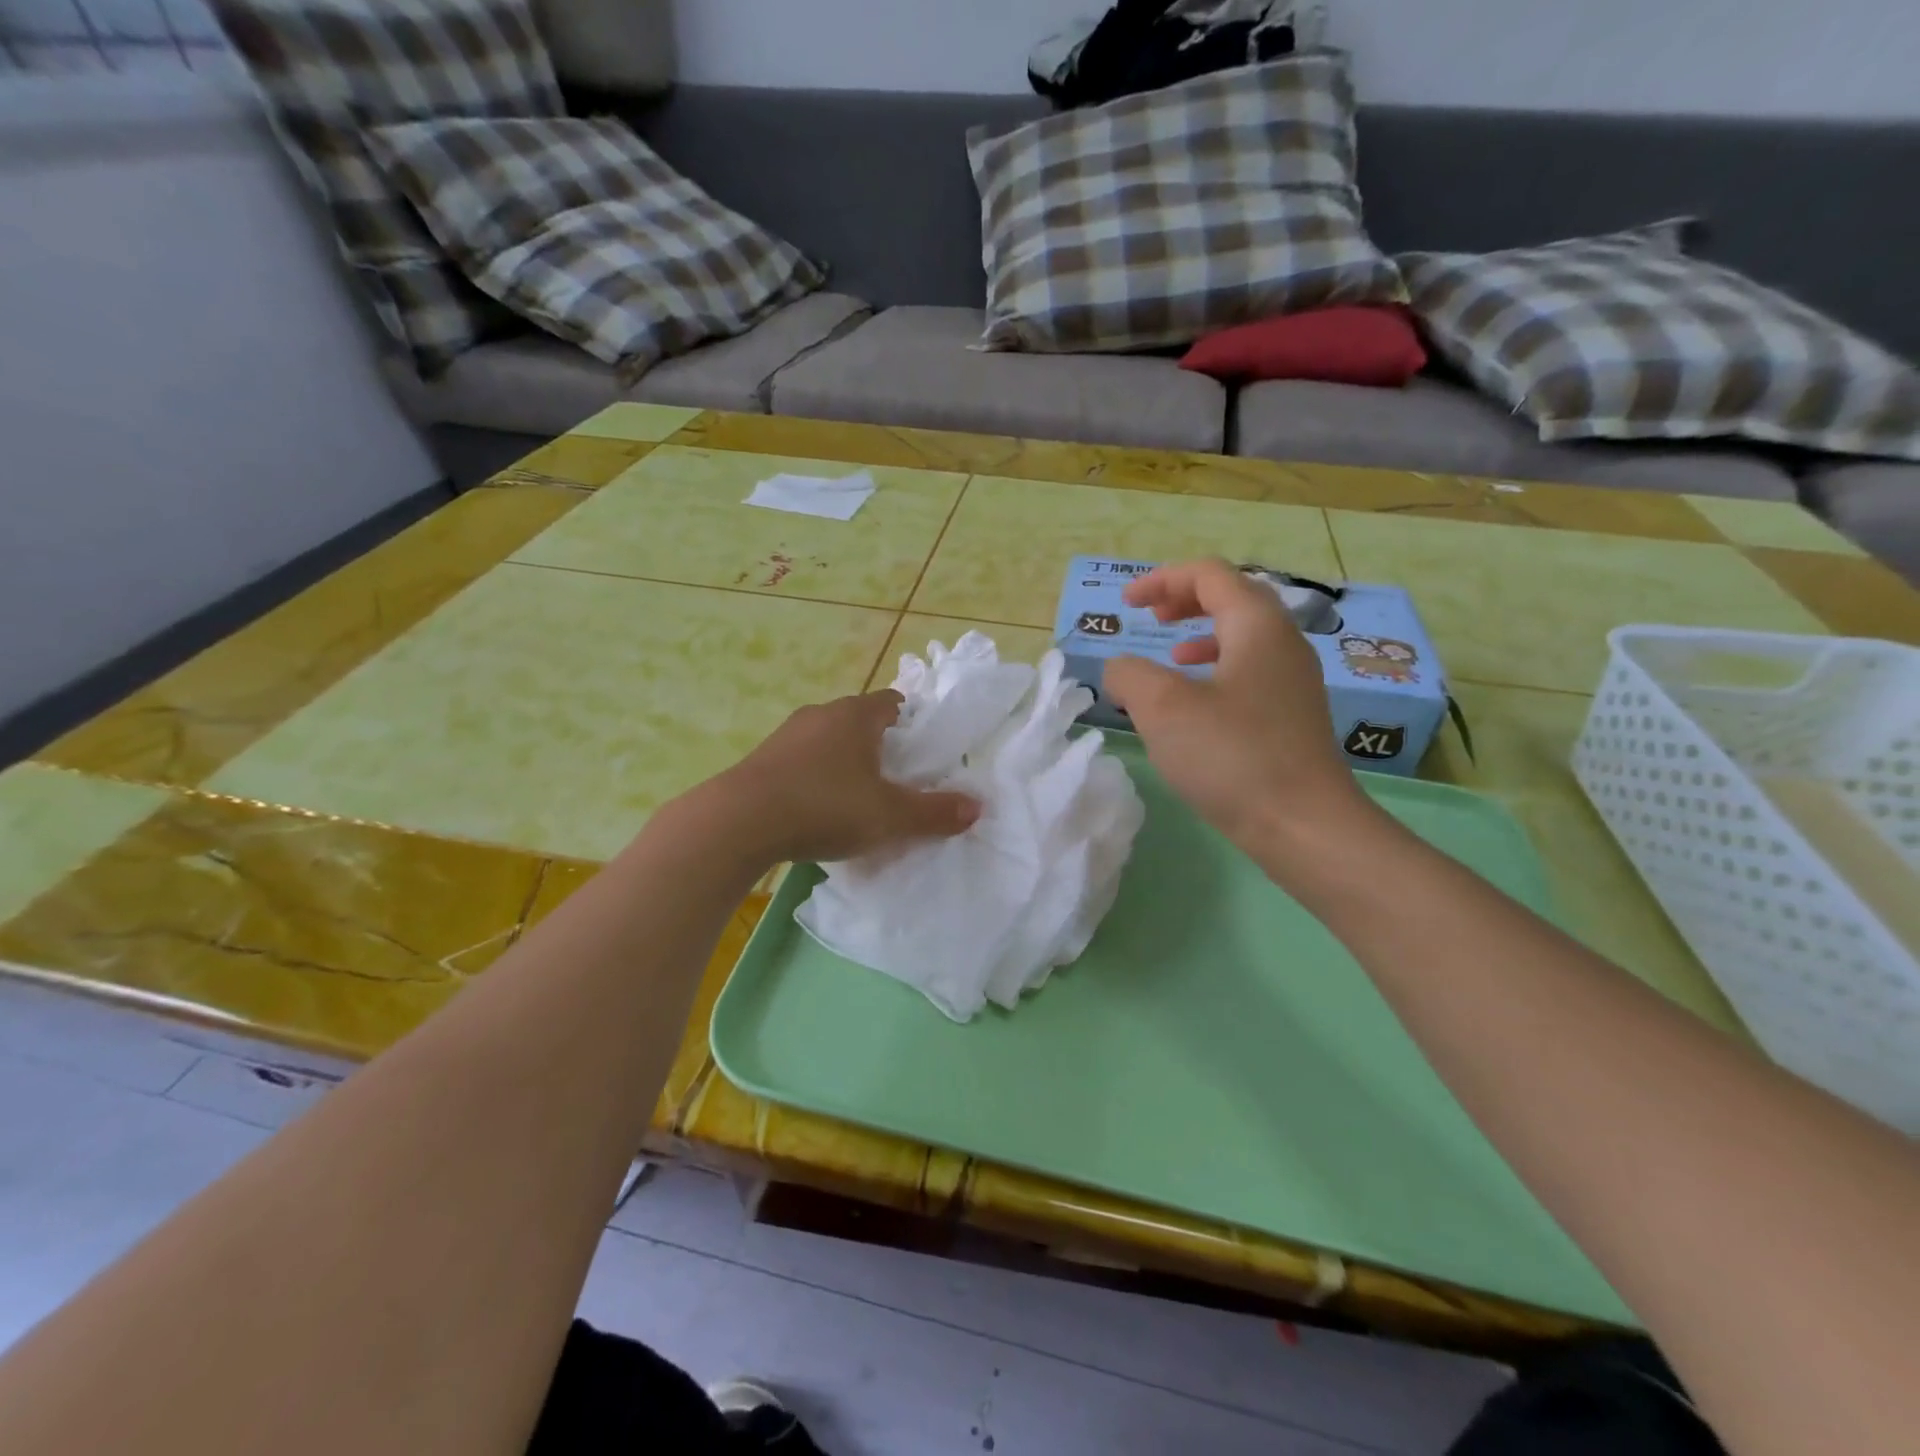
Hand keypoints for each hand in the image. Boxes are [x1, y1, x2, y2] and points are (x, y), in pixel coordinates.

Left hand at [716, 690, 980, 863]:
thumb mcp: (890, 816)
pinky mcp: (762, 759)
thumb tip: (976, 807)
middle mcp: (821, 714)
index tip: (922, 751)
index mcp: (856, 716)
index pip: (893, 702)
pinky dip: (816, 776)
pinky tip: (817, 808)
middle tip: (896, 778)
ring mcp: (787, 735)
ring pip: (828, 740)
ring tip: (857, 797)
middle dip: (880, 744)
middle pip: (861, 720)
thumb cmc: (825, 807)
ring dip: (845, 760)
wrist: (738, 822)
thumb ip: (935, 812)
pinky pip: (802, 760)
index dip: (912, 722)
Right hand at [1104, 559, 1368, 859]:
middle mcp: (1283, 642)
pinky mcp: (1292, 715)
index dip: (1162, 580)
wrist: (1304, 825)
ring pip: (1244, 636)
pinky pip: (1250, 670)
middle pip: (1233, 597)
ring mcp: (1293, 681)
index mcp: (1257, 626)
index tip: (1126, 604)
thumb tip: (1121, 670)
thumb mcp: (1162, 707)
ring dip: (1202, 634)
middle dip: (1185, 600)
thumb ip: (1130, 674)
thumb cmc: (1232, 755)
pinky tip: (1196, 703)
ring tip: (1171, 653)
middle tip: (1150, 617)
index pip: (1210, 575)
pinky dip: (1216, 669)